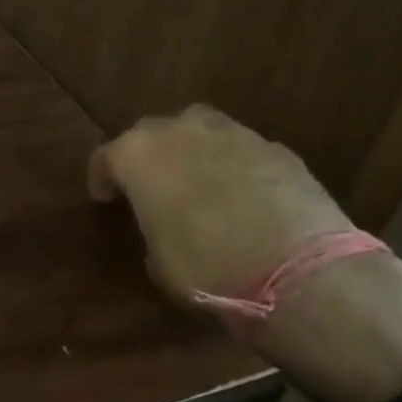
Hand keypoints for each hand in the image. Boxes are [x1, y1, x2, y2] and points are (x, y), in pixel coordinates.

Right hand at [87, 103, 352, 304]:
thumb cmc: (207, 268)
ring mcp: (232, 134)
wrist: (300, 272)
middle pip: (150, 132)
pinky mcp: (277, 148)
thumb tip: (165, 224)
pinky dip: (234, 165)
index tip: (104, 198)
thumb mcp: (158, 260)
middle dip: (147, 156)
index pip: (105, 157)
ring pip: (199, 128)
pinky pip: (242, 149)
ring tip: (198, 179)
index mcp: (137, 155)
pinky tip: (243, 194)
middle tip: (150, 185)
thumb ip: (152, 227)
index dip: (101, 178)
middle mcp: (179, 132)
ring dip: (191, 149)